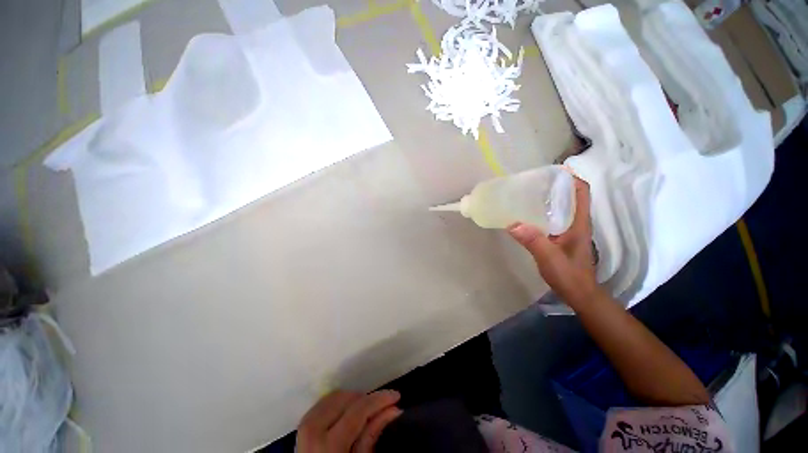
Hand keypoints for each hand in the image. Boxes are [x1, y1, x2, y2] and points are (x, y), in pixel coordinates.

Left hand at [297, 390, 401, 452]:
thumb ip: (373, 435)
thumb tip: (394, 409)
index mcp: (328, 446)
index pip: (358, 410)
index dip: (379, 400)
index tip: (396, 396)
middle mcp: (312, 430)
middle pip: (346, 398)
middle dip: (366, 399)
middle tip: (379, 407)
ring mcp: (304, 426)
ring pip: (335, 395)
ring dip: (353, 399)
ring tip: (364, 411)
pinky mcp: (302, 424)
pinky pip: (324, 402)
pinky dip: (339, 402)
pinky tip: (348, 412)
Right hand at [507, 177, 597, 302]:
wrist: (579, 294)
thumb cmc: (569, 276)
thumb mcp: (550, 259)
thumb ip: (534, 242)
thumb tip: (513, 223)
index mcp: (579, 223)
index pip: (581, 192)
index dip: (571, 178)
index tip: (553, 170)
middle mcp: (576, 222)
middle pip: (569, 196)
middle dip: (555, 185)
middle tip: (532, 181)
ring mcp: (569, 230)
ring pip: (561, 206)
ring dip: (547, 197)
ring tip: (526, 193)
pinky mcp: (561, 237)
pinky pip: (552, 217)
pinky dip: (542, 211)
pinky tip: (526, 214)